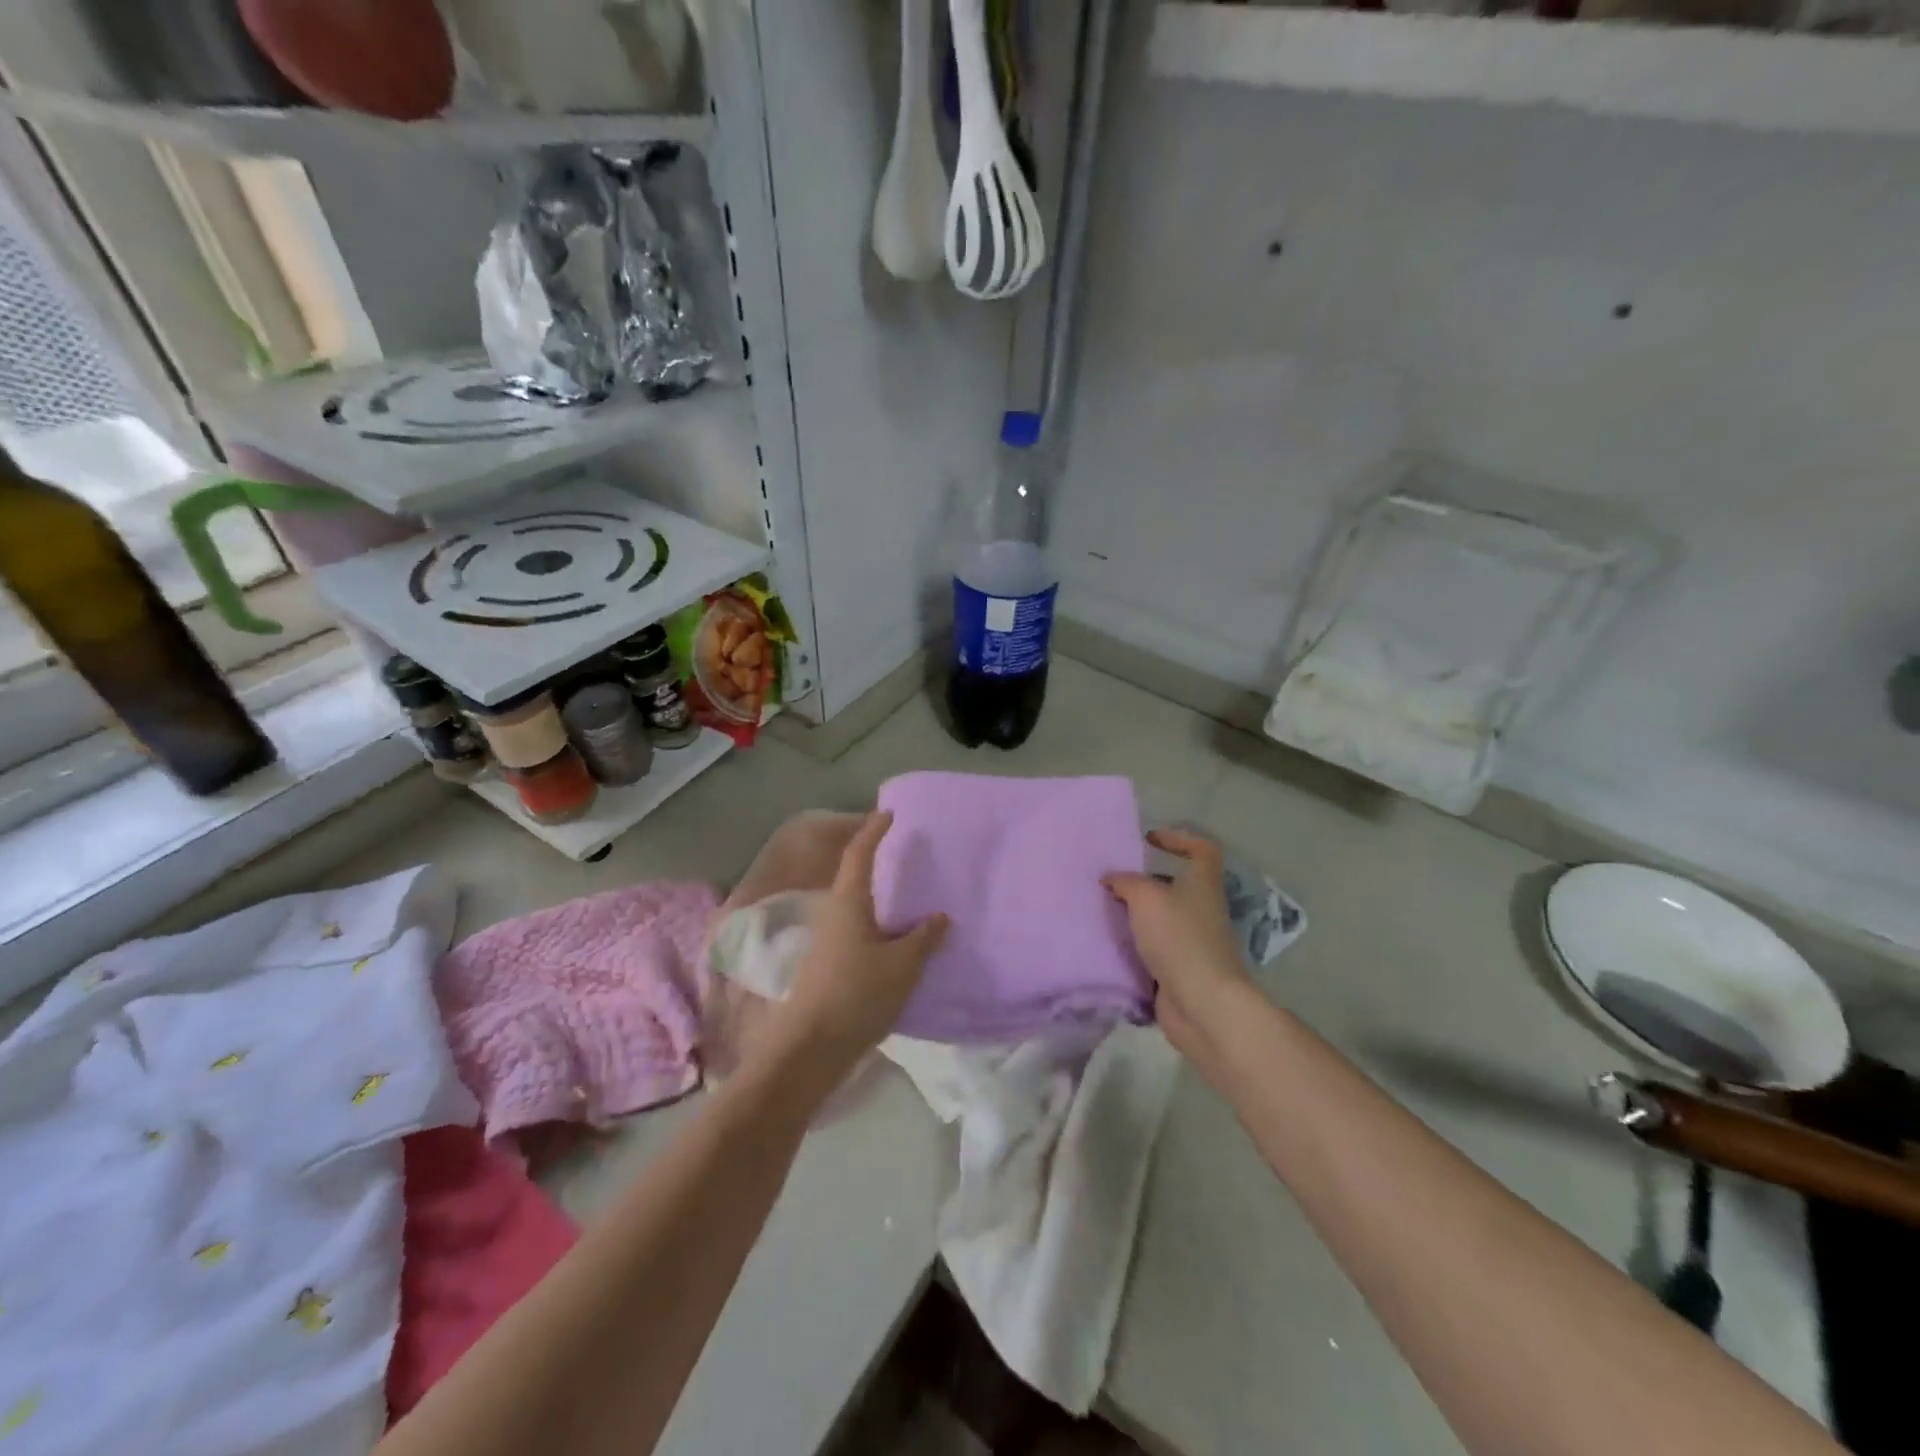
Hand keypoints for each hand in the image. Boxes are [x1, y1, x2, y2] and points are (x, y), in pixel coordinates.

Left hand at [765, 811, 948, 1084]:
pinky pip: (859, 931)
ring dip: (880, 898)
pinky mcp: (830, 965)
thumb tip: (940, 916)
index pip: (860, 854)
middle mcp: (834, 914)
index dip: (874, 831)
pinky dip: (879, 925)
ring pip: (858, 907)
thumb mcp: (902, 966)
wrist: (810, 1047)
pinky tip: (898, 940)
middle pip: (855, 878)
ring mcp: (829, 941)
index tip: (889, 814)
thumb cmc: (857, 995)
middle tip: (908, 856)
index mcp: (849, 903)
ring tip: (910, 898)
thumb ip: (924, 938)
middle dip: (878, 863)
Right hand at [1105, 829, 1250, 1061]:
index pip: (1202, 849)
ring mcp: (1192, 942)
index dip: (1179, 838)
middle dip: (1143, 882)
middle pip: (1174, 885)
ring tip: (1101, 912)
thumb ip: (1125, 882)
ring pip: (1160, 919)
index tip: (1149, 839)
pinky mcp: (1179, 970)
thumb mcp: (1146, 898)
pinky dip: (1132, 947)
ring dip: (1134, 916)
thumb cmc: (1179, 938)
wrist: (1202, 1004)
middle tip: (1110, 881)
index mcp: (1202, 884)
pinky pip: (1152, 950)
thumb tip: (1110, 879)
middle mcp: (1201, 909)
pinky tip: (1107, 945)